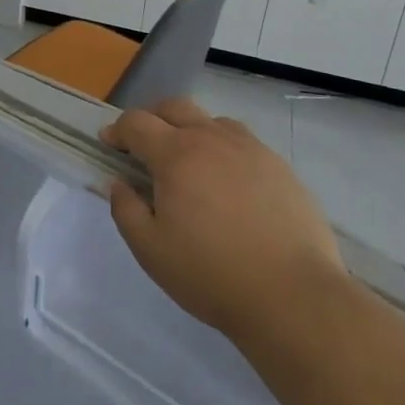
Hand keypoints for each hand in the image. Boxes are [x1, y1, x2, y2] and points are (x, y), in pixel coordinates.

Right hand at [103, 98, 344, 339]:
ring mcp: (251, 149)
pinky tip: (230, 185)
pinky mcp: (280, 168)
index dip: (117, 130)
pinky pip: (244, 144)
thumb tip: (118, 183)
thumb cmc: (212, 274)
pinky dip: (225, 151)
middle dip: (152, 119)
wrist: (294, 296)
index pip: (137, 122)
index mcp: (176, 154)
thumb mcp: (151, 250)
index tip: (109, 145)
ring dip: (192, 132)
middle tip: (145, 148)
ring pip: (212, 122)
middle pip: (174, 108)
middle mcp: (212, 139)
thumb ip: (126, 209)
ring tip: (191, 166)